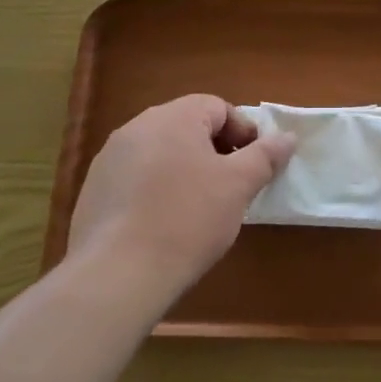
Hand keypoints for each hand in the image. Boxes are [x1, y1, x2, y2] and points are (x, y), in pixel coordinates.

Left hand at [67, 95, 294, 299]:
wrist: (118, 274)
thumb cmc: (188, 219)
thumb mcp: (238, 186)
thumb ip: (265, 156)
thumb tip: (287, 137)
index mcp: (173, 117)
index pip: (217, 107)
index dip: (243, 132)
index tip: (254, 165)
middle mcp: (136, 127)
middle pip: (187, 127)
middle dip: (215, 151)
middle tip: (232, 186)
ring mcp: (109, 159)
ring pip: (160, 153)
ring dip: (185, 170)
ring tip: (199, 208)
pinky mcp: (93, 191)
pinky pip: (136, 178)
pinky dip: (156, 190)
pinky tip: (165, 224)